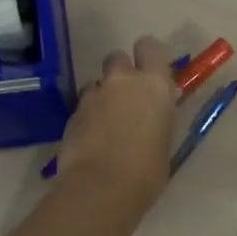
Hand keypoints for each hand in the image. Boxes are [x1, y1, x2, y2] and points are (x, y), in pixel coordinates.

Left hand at [56, 37, 176, 208]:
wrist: (102, 189)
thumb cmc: (148, 170)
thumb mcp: (164, 139)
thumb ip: (157, 116)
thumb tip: (153, 114)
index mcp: (154, 84)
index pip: (150, 46)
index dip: (147, 56)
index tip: (150, 72)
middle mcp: (122, 81)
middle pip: (117, 57)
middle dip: (120, 73)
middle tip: (126, 97)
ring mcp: (93, 95)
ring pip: (96, 83)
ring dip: (101, 95)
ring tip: (105, 122)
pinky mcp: (72, 113)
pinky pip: (82, 106)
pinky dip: (87, 117)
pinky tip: (91, 139)